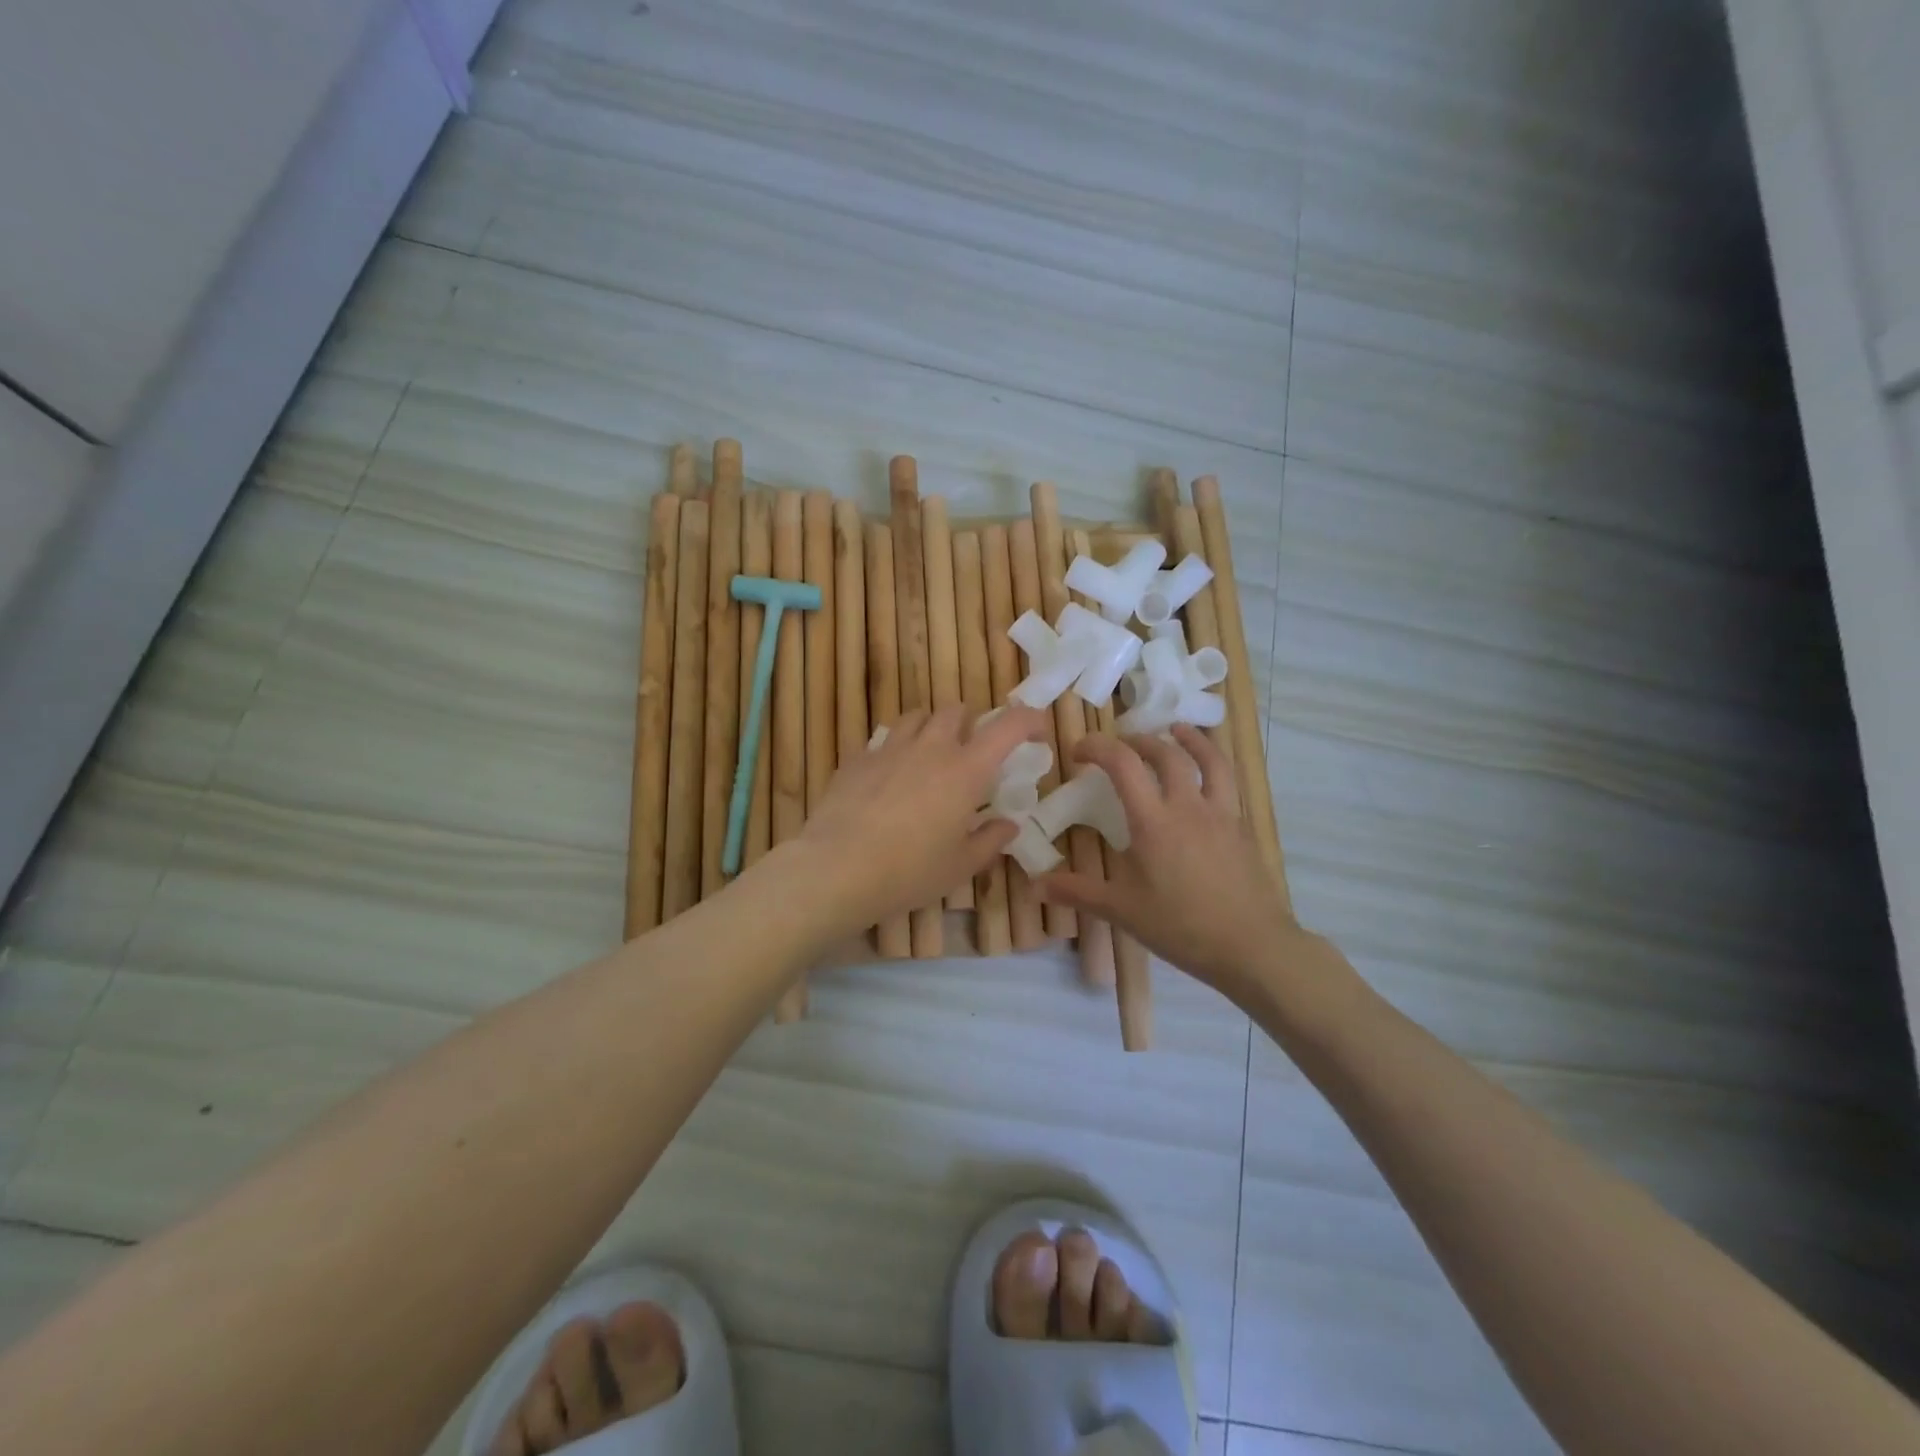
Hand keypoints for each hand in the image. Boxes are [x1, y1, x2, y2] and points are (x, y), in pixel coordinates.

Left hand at [787, 704, 1049, 934]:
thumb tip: (1007, 825)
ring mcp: (890, 749)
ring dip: (930, 728)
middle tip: (971, 751)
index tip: (1037, 731)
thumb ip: (989, 841)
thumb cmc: (909, 871)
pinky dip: (895, 750)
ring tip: (929, 756)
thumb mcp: (959, 866)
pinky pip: (883, 741)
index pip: (1009, 726)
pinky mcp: (857, 759)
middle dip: (971, 722)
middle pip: (956, 710)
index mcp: (966, 770)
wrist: (836, 869)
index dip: (1029, 720)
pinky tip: (889, 778)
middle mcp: (931, 748)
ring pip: (916, 717)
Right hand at [1038, 726, 1306, 997]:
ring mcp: (1222, 815)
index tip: (1079, 752)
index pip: (1123, 764)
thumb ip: (1078, 892)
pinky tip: (1207, 782)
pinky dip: (1214, 769)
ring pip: (1210, 760)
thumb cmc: (1181, 926)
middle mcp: (1189, 806)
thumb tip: (1034, 886)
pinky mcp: (1244, 829)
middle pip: (1167, 753)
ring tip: (1178, 731)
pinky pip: (1229, 785)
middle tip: (1123, 743)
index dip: (1097, 747)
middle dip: (1140, 741)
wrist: (1252, 946)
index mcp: (1154, 821)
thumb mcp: (1122, 910)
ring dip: (1191, 739)